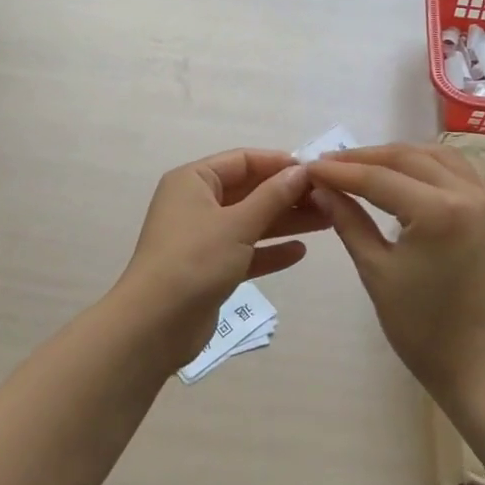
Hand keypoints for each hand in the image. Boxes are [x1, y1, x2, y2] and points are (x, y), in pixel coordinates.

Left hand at [114, 149, 325, 365]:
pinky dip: (269, 251)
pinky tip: (299, 252)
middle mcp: (195, 203)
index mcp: (193, 181)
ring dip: (284, 221)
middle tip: (329, 199)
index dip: (279, 163)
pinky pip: (245, 252)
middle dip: (287, 194)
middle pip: (248, 191)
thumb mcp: (237, 224)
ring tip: (327, 222)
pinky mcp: (209, 268)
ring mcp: (202, 237)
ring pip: (250, 222)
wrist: (155, 324)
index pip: (242, 161)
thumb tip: (300, 171)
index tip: (316, 171)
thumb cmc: (195, 260)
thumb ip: (272, 196)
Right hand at [307, 144, 484, 407]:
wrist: (483, 368)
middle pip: (407, 158)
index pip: (377, 178)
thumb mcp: (376, 273)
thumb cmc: (424, 329)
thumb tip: (320, 189)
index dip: (339, 171)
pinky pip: (464, 169)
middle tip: (327, 165)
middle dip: (364, 158)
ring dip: (399, 155)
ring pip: (437, 156)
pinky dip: (433, 163)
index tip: (307, 167)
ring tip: (364, 166)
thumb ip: (348, 222)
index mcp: (438, 212)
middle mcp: (467, 194)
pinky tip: (412, 172)